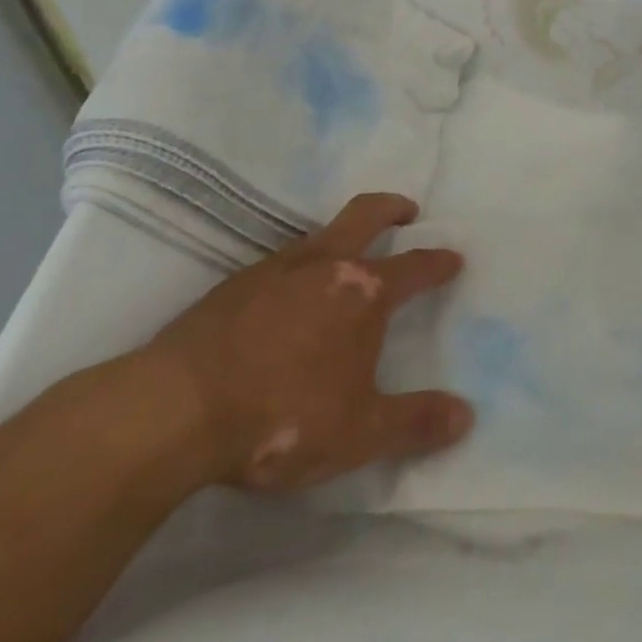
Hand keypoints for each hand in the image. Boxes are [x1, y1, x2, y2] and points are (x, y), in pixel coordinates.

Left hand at [138, 192, 472, 492]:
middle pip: (366, 214)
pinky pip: (280, 261)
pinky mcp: (233, 285)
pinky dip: (299, 264)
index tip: (454, 258)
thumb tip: (466, 416)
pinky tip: (288, 293)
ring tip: (346, 254)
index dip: (438, 262)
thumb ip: (415, 423)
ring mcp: (275, 269)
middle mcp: (325, 265)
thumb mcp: (358, 433)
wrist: (174, 410)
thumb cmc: (281, 417)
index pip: (415, 267)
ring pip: (320, 232)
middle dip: (392, 208)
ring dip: (343, 233)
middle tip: (407, 211)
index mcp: (364, 292)